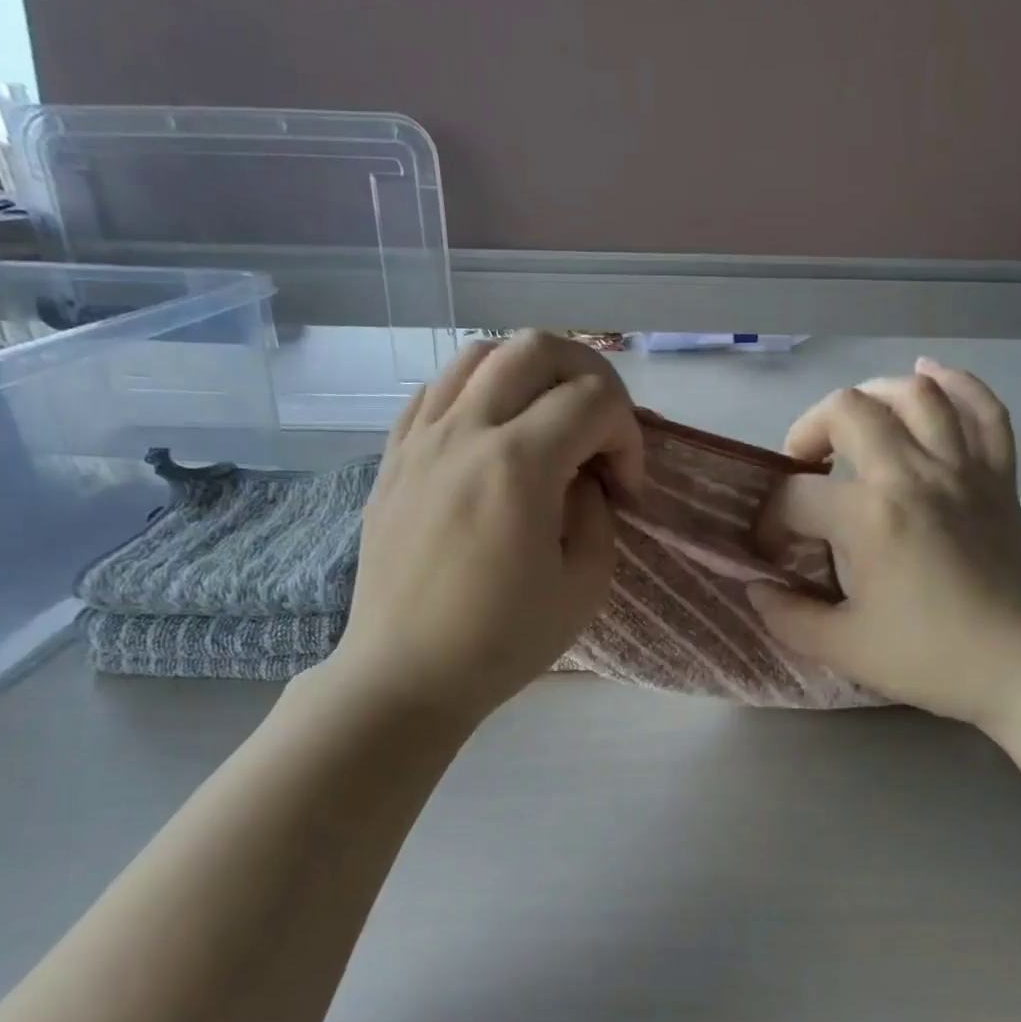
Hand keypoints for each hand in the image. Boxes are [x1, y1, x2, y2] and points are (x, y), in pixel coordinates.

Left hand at [324, 331, 643, 727]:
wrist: (406, 674)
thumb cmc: (502, 641)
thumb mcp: (585, 584)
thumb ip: (598, 511)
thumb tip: (581, 476)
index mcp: (518, 465)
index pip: (595, 399)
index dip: (628, 436)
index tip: (625, 489)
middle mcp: (464, 431)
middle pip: (538, 347)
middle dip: (589, 376)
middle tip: (600, 427)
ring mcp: (420, 438)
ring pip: (480, 354)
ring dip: (531, 374)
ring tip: (547, 422)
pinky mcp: (393, 456)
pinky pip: (436, 390)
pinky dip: (478, 393)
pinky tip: (492, 434)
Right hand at [749, 359, 1020, 734]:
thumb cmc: (933, 659)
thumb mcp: (844, 649)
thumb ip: (788, 616)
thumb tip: (756, 588)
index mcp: (870, 517)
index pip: (796, 497)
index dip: (771, 522)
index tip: (774, 554)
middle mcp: (914, 474)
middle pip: (847, 410)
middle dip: (808, 433)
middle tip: (803, 472)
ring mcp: (963, 468)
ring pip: (914, 394)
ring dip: (871, 397)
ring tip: (852, 426)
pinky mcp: (999, 475)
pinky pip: (983, 409)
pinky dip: (955, 384)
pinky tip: (928, 379)